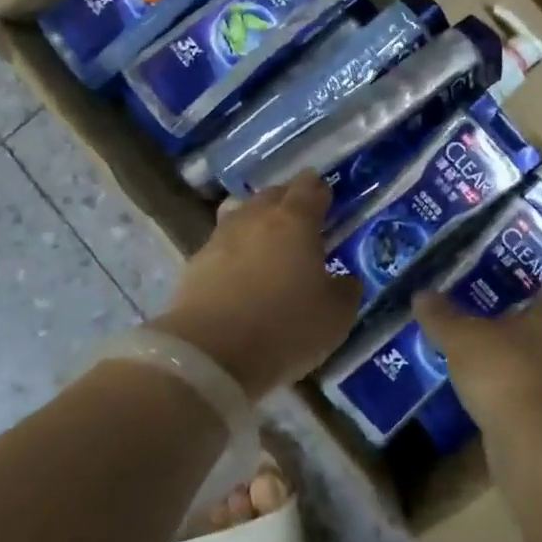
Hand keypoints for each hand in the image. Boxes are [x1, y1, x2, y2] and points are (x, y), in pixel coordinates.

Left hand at [156, 171, 360, 399]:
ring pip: (243, 214)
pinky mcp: (195, 263)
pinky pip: (223, 244)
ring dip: (258, 223)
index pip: (309, 187)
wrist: (209, 353)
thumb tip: (345, 280)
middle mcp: (256, 217)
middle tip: (302, 221)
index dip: (320, 190)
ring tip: (269, 244)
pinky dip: (236, 251)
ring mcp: (221, 237)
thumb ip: (346, 290)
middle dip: (289, 201)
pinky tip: (242, 273)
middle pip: (273, 194)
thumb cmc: (284, 326)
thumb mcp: (335, 316)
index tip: (327, 200)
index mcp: (295, 219)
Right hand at [414, 283, 541, 437]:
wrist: (536, 446)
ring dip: (521, 368)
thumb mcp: (462, 338)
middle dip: (527, 332)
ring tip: (484, 364)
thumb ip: (443, 317)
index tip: (520, 296)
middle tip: (491, 326)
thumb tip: (422, 295)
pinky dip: (517, 401)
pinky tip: (488, 401)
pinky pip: (538, 403)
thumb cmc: (507, 371)